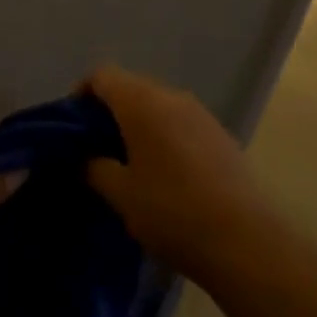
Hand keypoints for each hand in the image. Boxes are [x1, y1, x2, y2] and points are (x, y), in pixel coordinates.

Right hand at [84, 65, 269, 281]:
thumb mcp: (120, 193)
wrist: (244, 240)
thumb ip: (93, 167)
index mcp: (142, 102)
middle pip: (130, 87)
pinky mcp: (220, 135)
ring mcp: (201, 114)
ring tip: (127, 163)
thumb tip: (84, 157)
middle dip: (108, 112)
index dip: (81, 94)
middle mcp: (172, 96)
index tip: (71, 127)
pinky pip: (180, 122)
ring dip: (137, 124)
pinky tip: (162, 173)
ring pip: (157, 105)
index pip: (102, 76)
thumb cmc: (171, 211)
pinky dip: (163, 136)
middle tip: (94, 148)